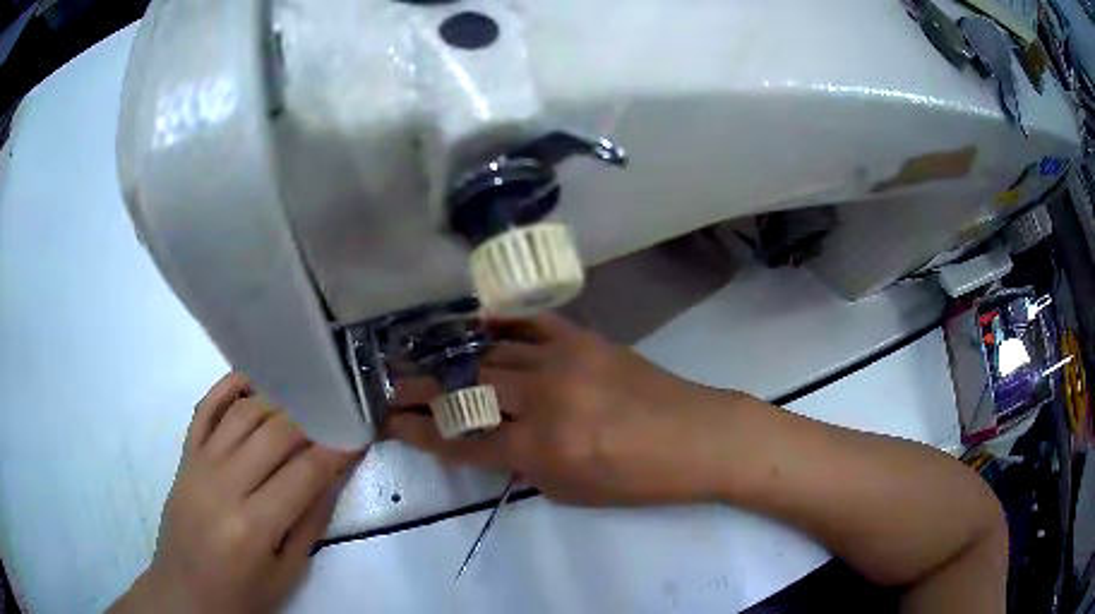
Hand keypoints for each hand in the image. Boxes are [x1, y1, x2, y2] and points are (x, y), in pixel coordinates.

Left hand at [112, 373, 361, 613]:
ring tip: (301, 403)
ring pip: (243, 413)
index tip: (356, 436)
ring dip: (277, 401)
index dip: (336, 451)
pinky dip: (228, 387)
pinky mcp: (185, 456)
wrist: (186, 592)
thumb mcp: (287, 573)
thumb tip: (332, 475)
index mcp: (253, 525)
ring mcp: (199, 465)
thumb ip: (310, 522)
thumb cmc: (242, 594)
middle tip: (332, 418)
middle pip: (275, 433)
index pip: (304, 472)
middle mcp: (224, 485)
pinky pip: (205, 409)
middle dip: (311, 420)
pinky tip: (252, 382)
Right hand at [387, 313, 739, 505]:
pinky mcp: (583, 338)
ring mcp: (564, 360)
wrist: (698, 436)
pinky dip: (496, 324)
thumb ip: (521, 462)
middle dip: (421, 389)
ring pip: (490, 353)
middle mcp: (544, 399)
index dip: (419, 431)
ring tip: (420, 356)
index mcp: (541, 449)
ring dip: (450, 358)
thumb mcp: (569, 490)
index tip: (390, 421)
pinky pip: (528, 323)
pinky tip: (472, 325)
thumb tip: (486, 436)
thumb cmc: (637, 479)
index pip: (461, 439)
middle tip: (393, 386)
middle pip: (466, 388)